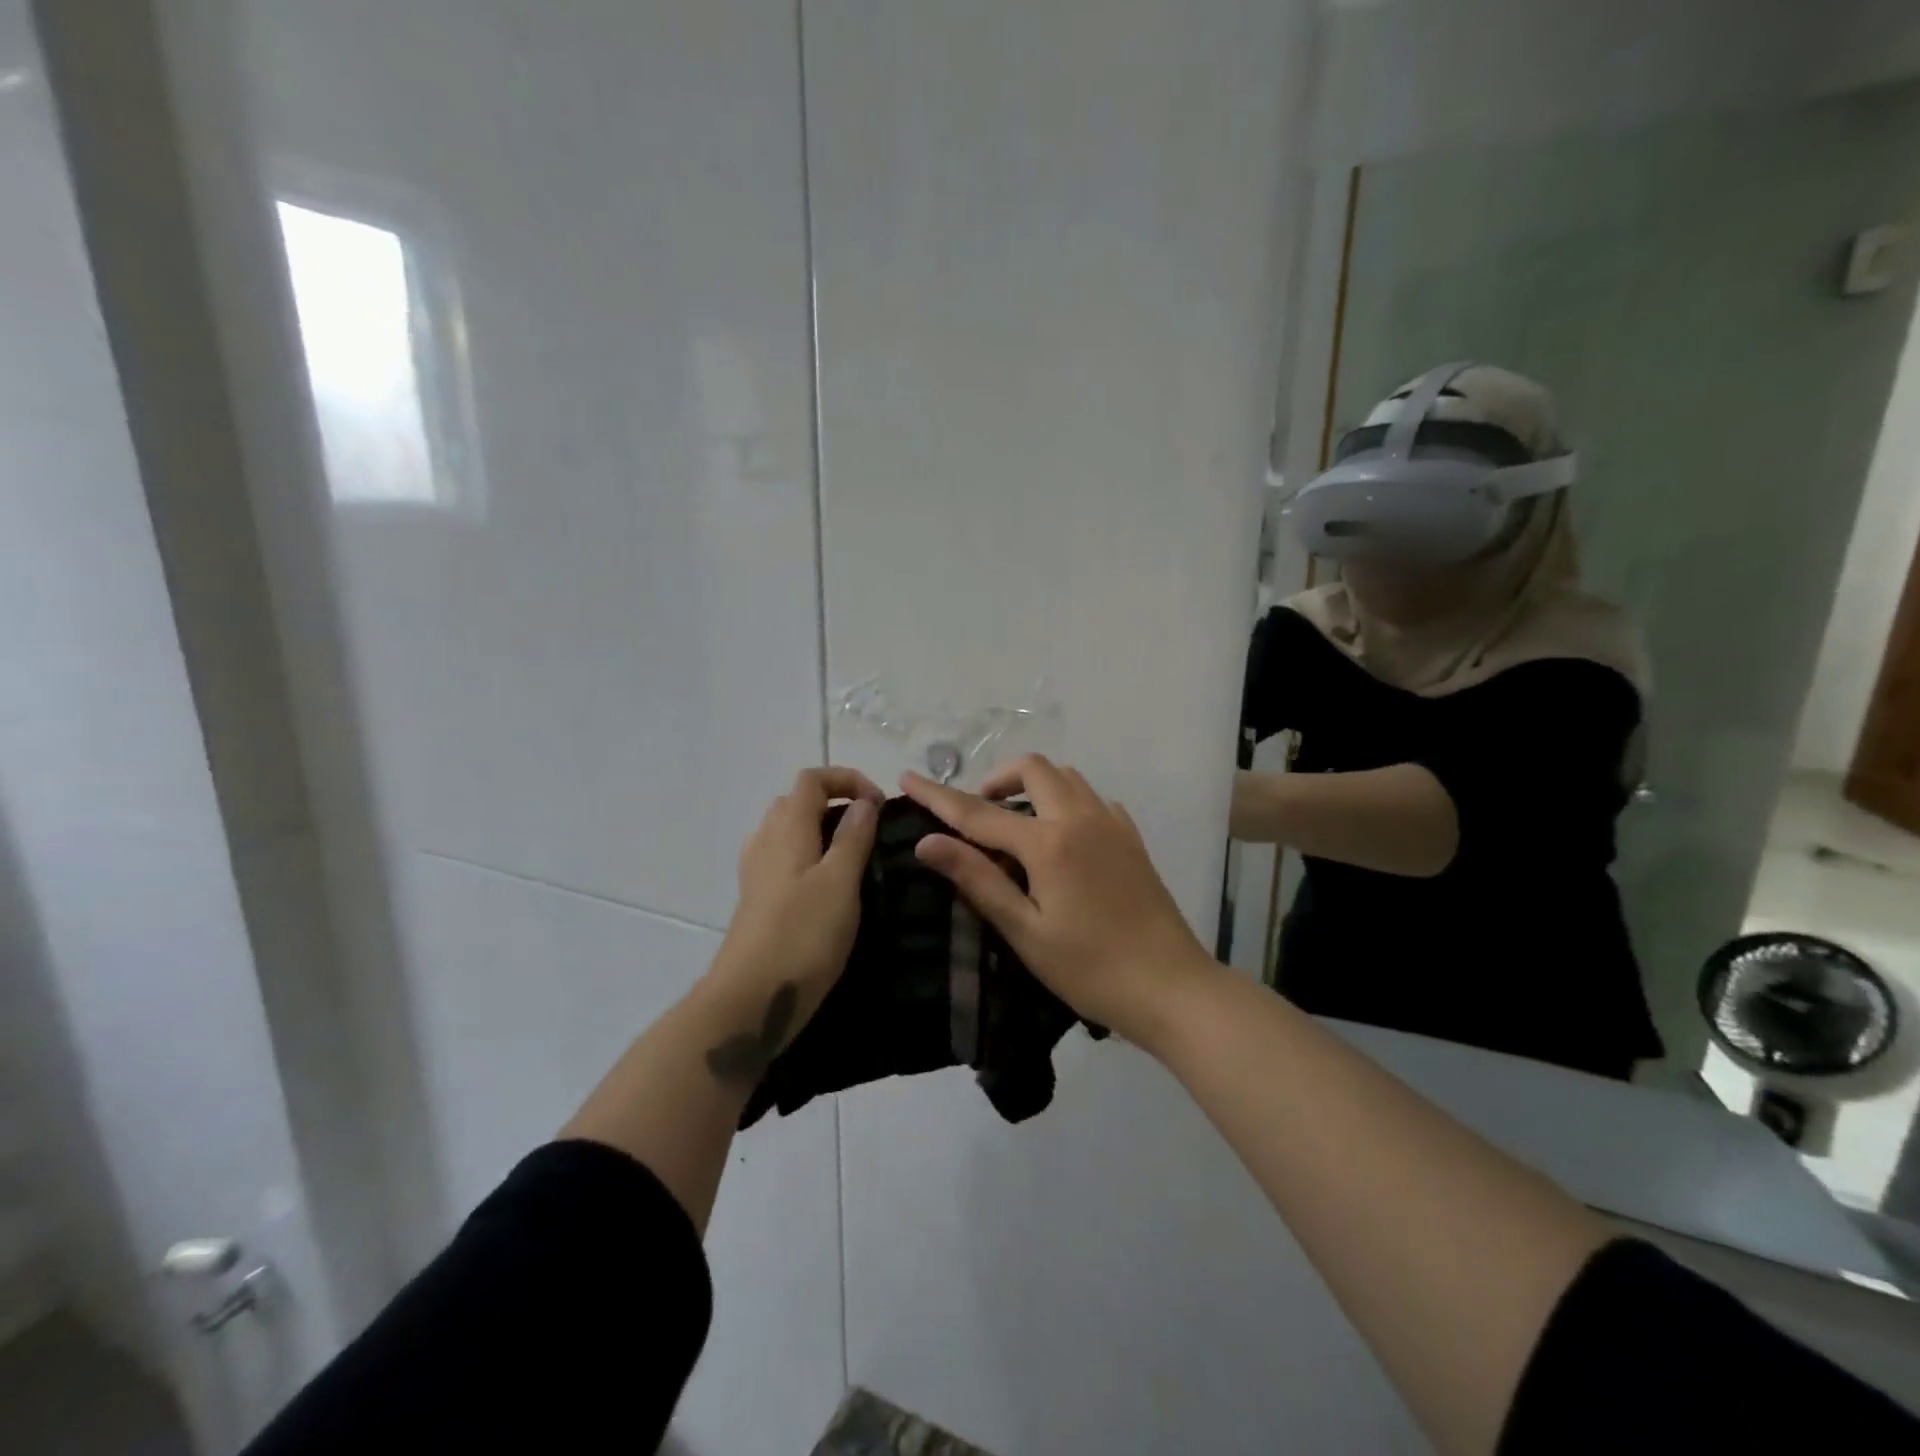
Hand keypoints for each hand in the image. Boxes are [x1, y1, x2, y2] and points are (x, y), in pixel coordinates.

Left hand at [705, 767, 883, 1045]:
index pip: (812, 779)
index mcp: (788, 829)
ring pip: (788, 831)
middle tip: (869, 831)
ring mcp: (756, 872)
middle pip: (797, 801)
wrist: (750, 999)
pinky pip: (783, 859)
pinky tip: (826, 888)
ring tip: (853, 859)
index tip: (879, 806)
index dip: (847, 779)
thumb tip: (863, 802)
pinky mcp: (756, 900)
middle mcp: (766, 841)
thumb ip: (853, 838)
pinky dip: (808, 857)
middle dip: (835, 803)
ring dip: (821, 831)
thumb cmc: (802, 936)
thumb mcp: (840, 883)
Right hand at [900, 755, 1210, 1047]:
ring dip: (1033, 786)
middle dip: (997, 779)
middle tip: (978, 814)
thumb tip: (927, 842)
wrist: (1171, 988)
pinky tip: (1062, 838)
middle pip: (1033, 770)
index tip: (907, 778)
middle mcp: (1081, 818)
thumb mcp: (1025, 931)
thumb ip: (977, 879)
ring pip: (1066, 778)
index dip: (939, 795)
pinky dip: (1067, 802)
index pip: (979, 811)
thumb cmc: (1090, 968)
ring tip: (1017, 826)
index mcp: (1049, 843)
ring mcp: (1112, 824)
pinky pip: (1093, 799)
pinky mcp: (1132, 838)